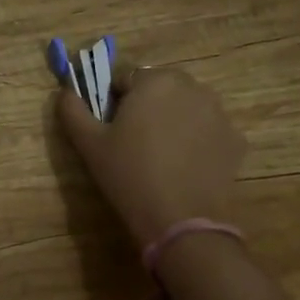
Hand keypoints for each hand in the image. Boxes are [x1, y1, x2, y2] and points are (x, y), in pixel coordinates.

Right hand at [57, 65, 246, 246]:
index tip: (112, 131)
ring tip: (162, 158)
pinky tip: (185, 169)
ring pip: (187, 108)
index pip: (126, 79)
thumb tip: (65, 92)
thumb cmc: (129, 175)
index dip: (114, 103)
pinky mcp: (235, 140)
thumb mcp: (89, 144)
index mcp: (155, 80)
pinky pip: (208, 131)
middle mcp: (193, 87)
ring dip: (174, 122)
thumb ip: (72, 111)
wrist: (180, 220)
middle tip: (135, 145)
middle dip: (147, 108)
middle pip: (160, 89)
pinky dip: (197, 142)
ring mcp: (219, 113)